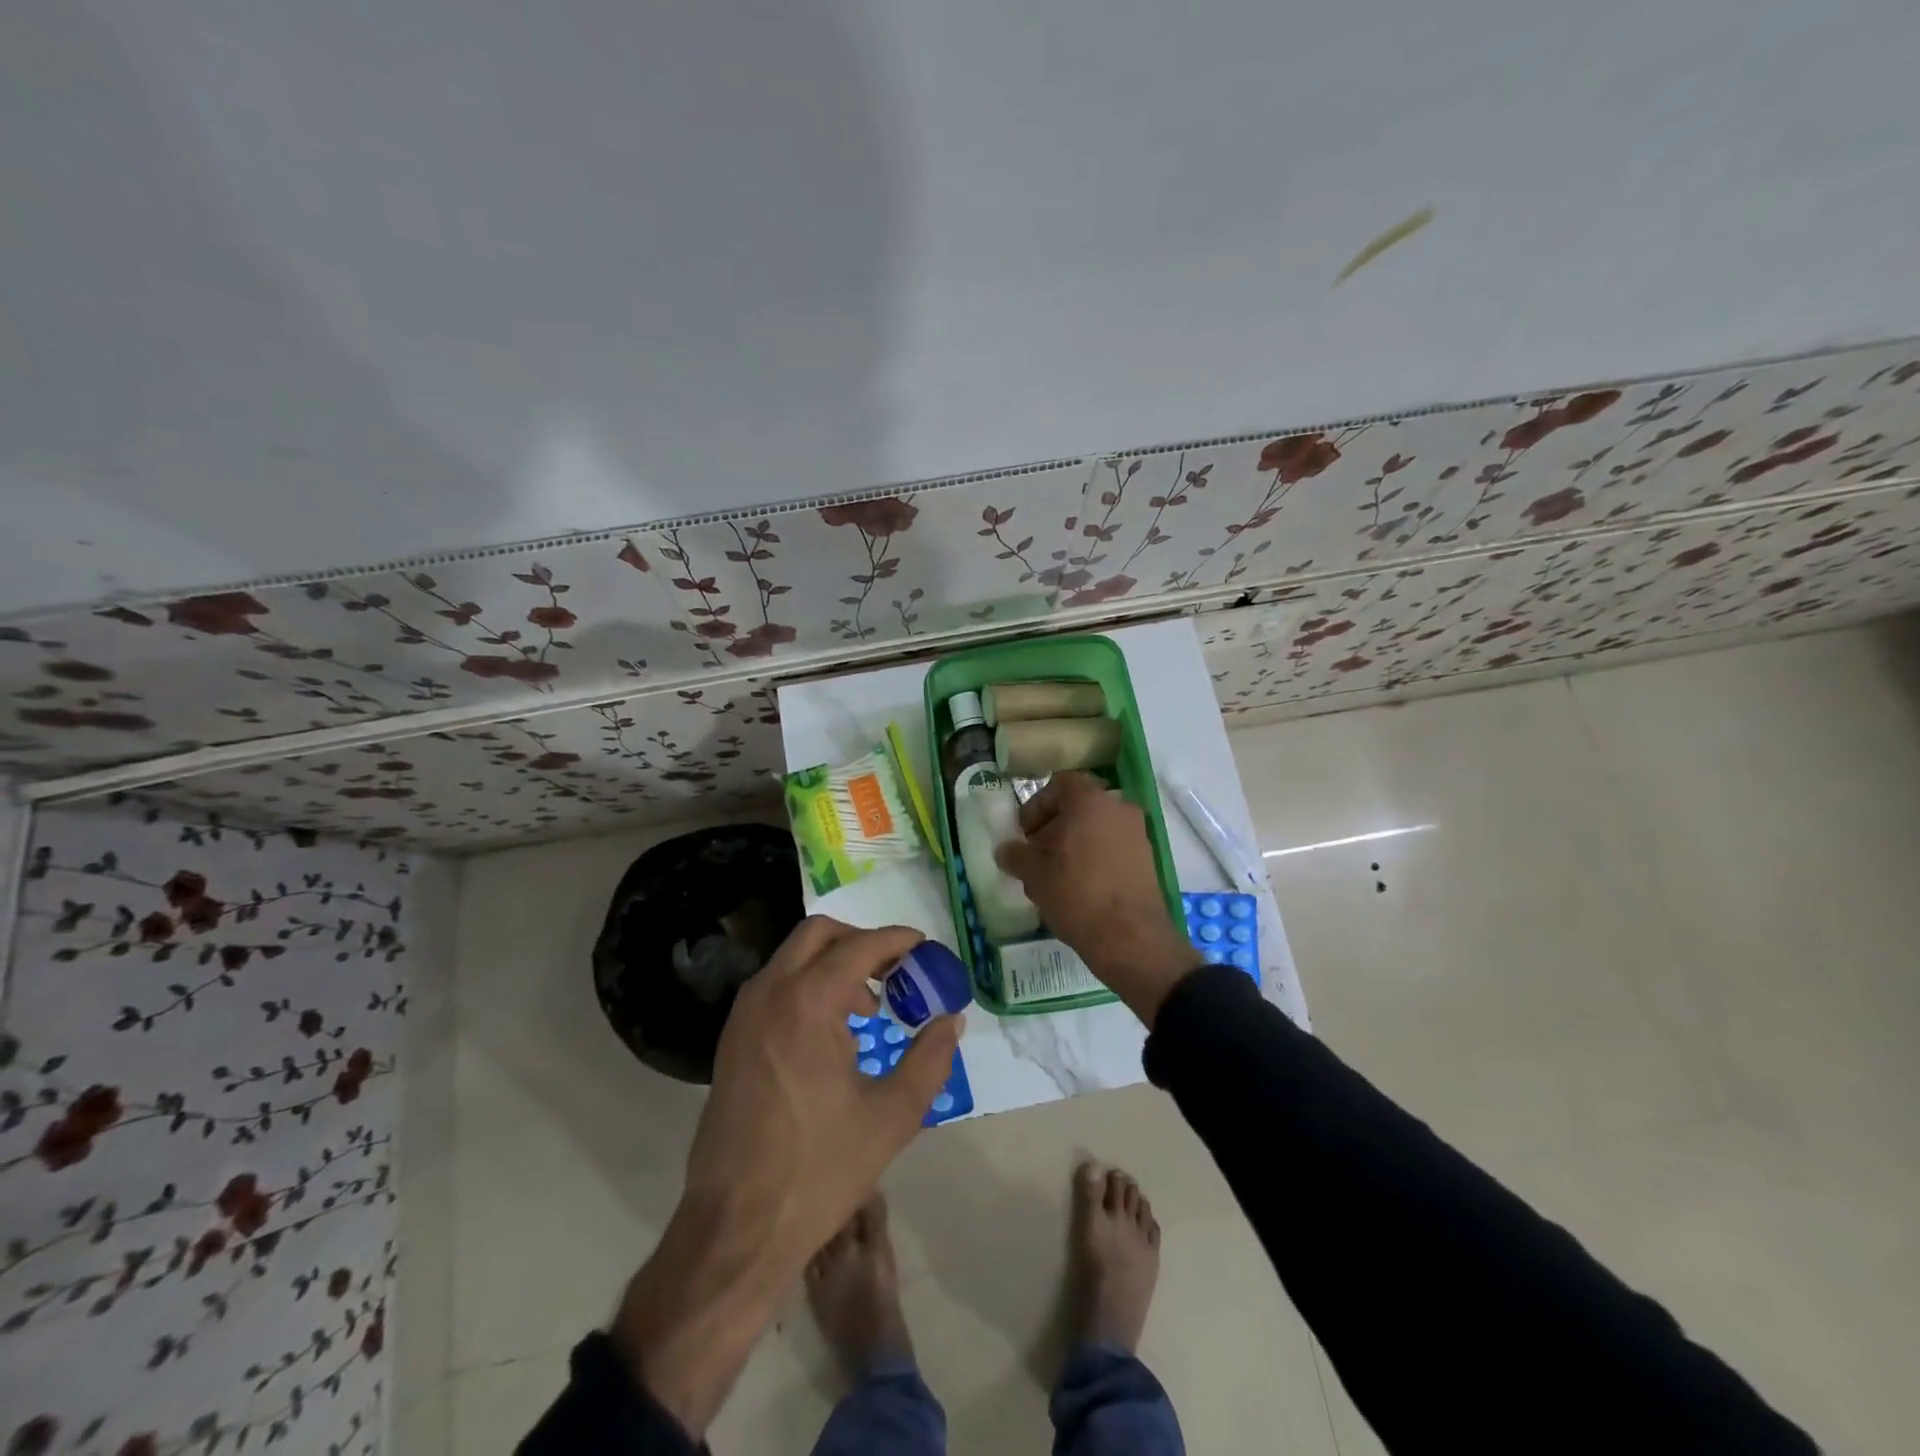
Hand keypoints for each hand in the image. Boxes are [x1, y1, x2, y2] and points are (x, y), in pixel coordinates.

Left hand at [615, 917, 959, 1435]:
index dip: (896, 940)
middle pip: (819, 934)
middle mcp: (769, 994)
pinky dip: (808, 986)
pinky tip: (832, 1034)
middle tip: (896, 970)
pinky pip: (775, 987)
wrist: (735, 1229)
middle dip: (861, 941)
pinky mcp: (732, 1040)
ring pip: (793, 957)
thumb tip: (952, 1019)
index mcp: (807, 1004)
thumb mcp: (892, 1116)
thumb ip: (930, 1059)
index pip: (859, 947)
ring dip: (833, 964)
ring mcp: (743, 1016)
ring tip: (868, 1008)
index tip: (924, 947)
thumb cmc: (819, 1171)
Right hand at [994, 772, 1197, 1024]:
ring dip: (1074, 843)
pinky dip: (1095, 856)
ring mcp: (1138, 833)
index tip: (1024, 833)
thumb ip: (1017, 855)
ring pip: (1097, 827)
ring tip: (1055, 873)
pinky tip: (1080, 886)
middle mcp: (1118, 808)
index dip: (1037, 805)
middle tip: (1036, 853)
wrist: (1130, 937)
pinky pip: (1113, 846)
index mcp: (1090, 801)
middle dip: (1054, 826)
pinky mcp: (1148, 859)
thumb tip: (1006, 850)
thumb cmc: (1076, 894)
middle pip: (1080, 806)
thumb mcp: (1035, 875)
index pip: (1059, 784)